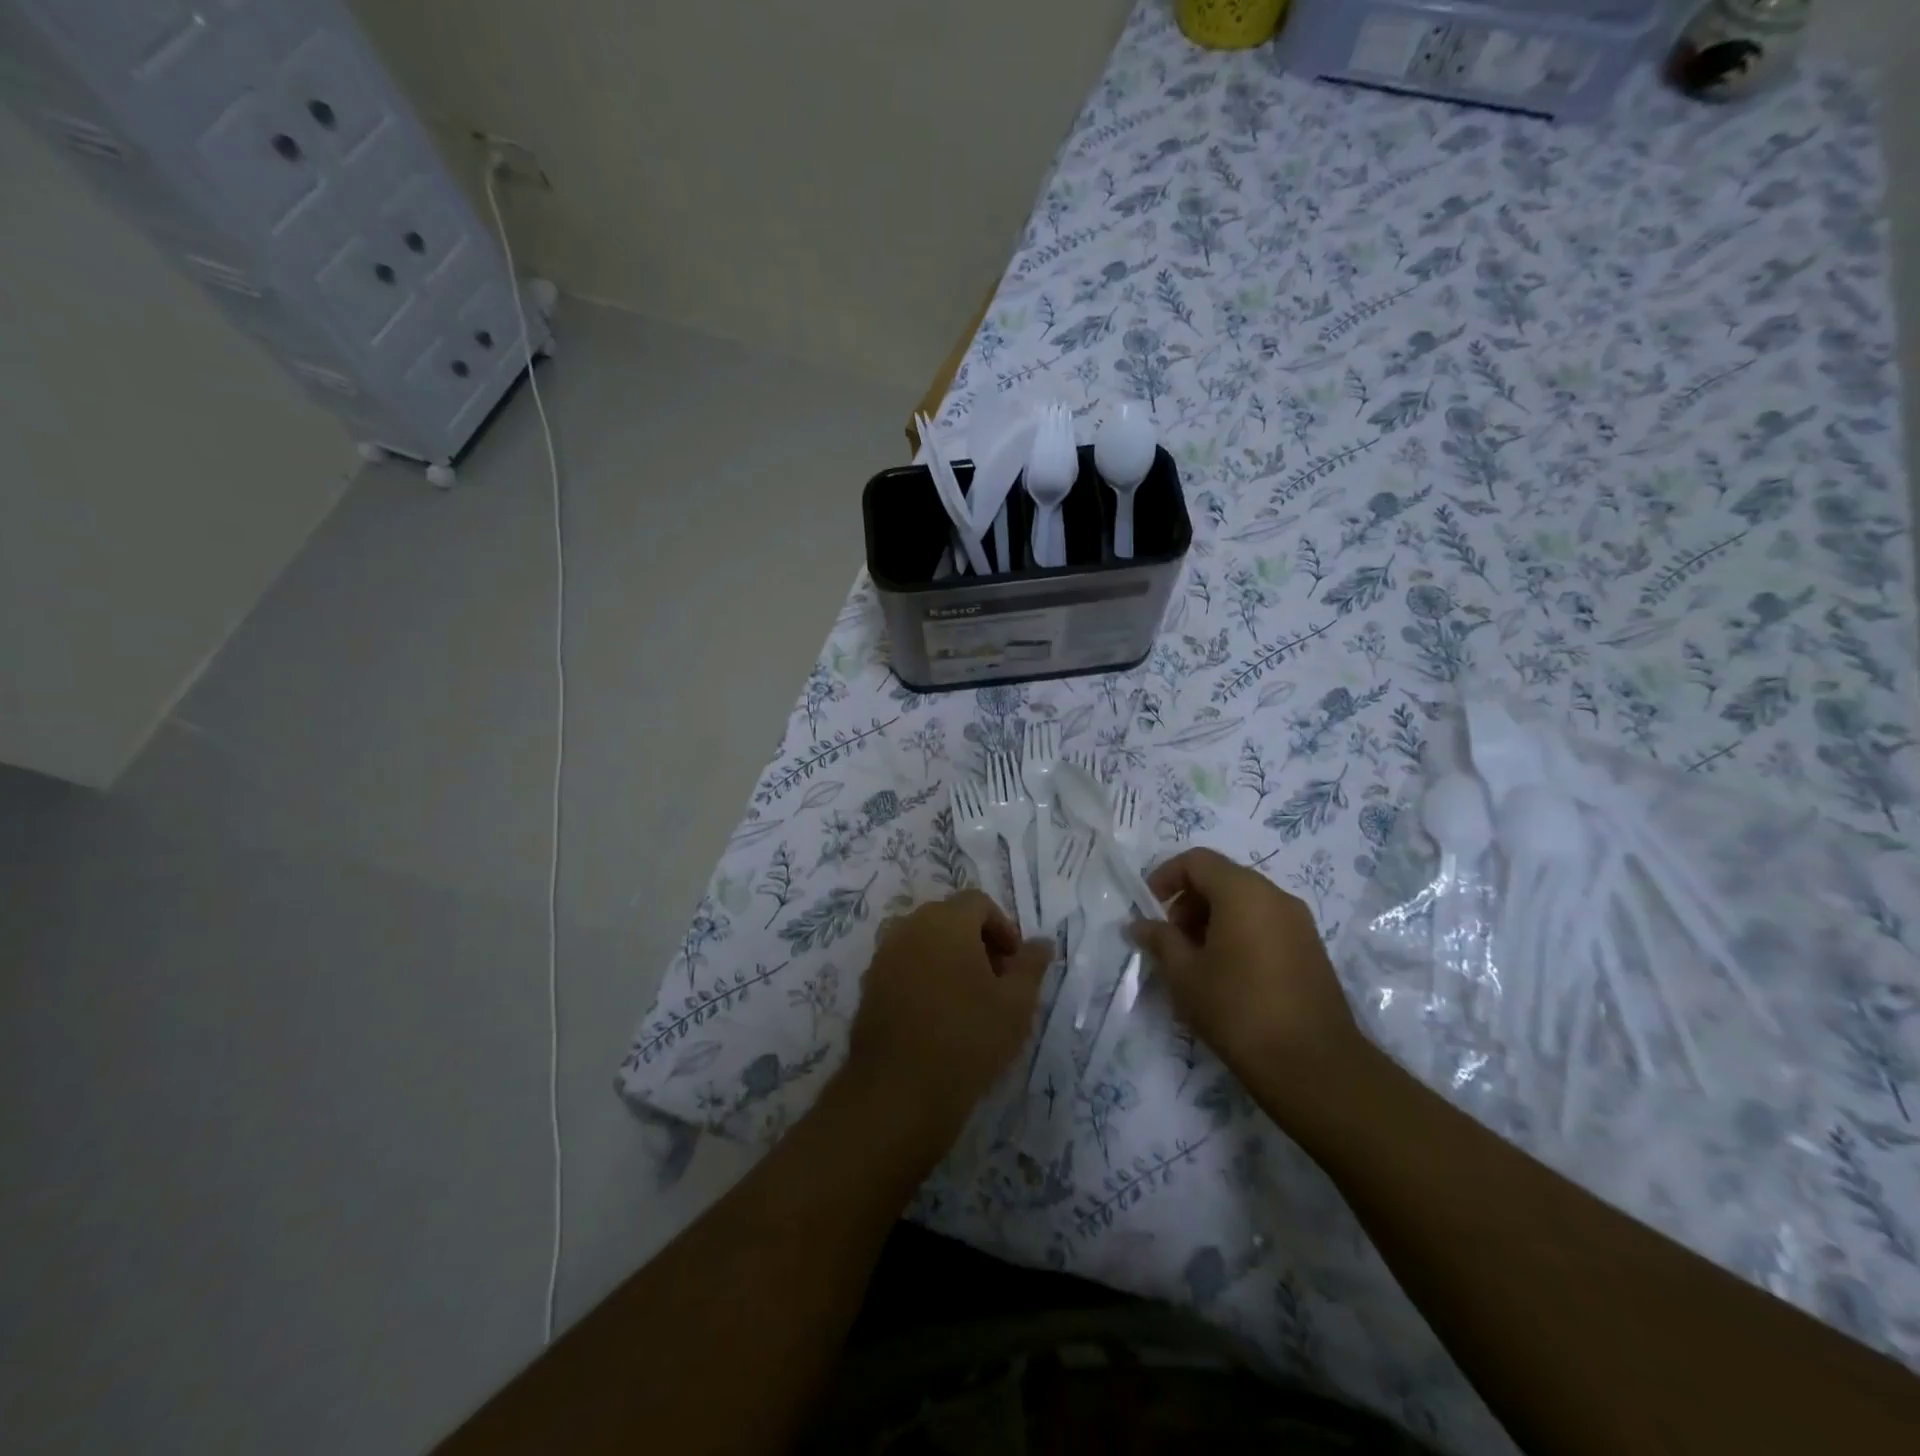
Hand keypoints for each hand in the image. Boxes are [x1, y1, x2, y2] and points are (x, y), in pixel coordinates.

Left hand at [843, 890, 1051, 1147]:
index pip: (978, 902)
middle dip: (977, 942)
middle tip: (997, 981)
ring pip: (925, 941)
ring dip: (949, 958)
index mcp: (946, 920)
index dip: (1003, 928)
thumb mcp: (1016, 1003)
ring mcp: (884, 954)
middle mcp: (910, 926)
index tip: (1015, 964)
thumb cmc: (968, 1038)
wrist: (899, 1089)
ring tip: (969, 999)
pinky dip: (924, 975)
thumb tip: (1042, 942)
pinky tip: (938, 1014)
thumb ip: (1031, 965)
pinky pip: (904, 964)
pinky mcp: (869, 984)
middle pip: (949, 918)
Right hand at [1128, 848, 1361, 1094]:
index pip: (1197, 861)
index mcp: (1243, 892)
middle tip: (1171, 940)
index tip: (1149, 907)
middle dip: (1189, 901)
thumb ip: (1160, 941)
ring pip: (1245, 902)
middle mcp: (1275, 896)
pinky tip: (1228, 974)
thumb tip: (1140, 924)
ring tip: (1196, 960)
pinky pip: (1265, 923)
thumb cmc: (1239, 1011)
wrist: (1315, 1067)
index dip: (1166, 876)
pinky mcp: (1311, 949)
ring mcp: (1299, 922)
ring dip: (1213, 919)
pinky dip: (1239, 933)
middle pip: (1222, 878)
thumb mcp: (1185, 975)